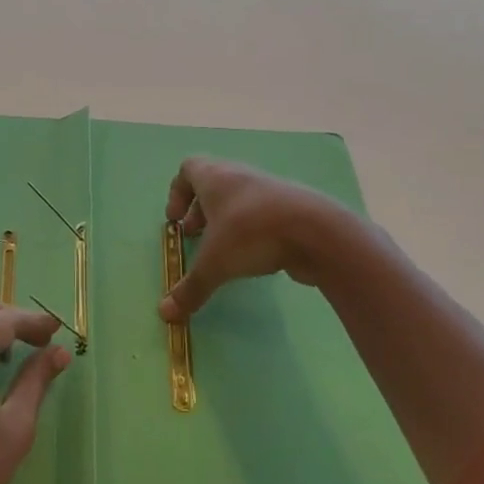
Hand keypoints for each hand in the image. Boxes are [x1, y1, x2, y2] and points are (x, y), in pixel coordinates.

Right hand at [159, 157, 355, 320]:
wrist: (317, 232)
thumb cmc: (252, 234)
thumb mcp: (215, 264)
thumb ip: (190, 289)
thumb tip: (166, 315)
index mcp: (216, 178)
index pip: (188, 169)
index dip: (177, 193)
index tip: (174, 220)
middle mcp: (241, 177)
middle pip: (213, 184)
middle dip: (200, 210)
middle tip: (194, 235)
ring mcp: (270, 190)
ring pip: (240, 199)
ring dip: (226, 221)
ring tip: (222, 250)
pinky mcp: (293, 209)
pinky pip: (263, 213)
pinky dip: (252, 230)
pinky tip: (254, 257)